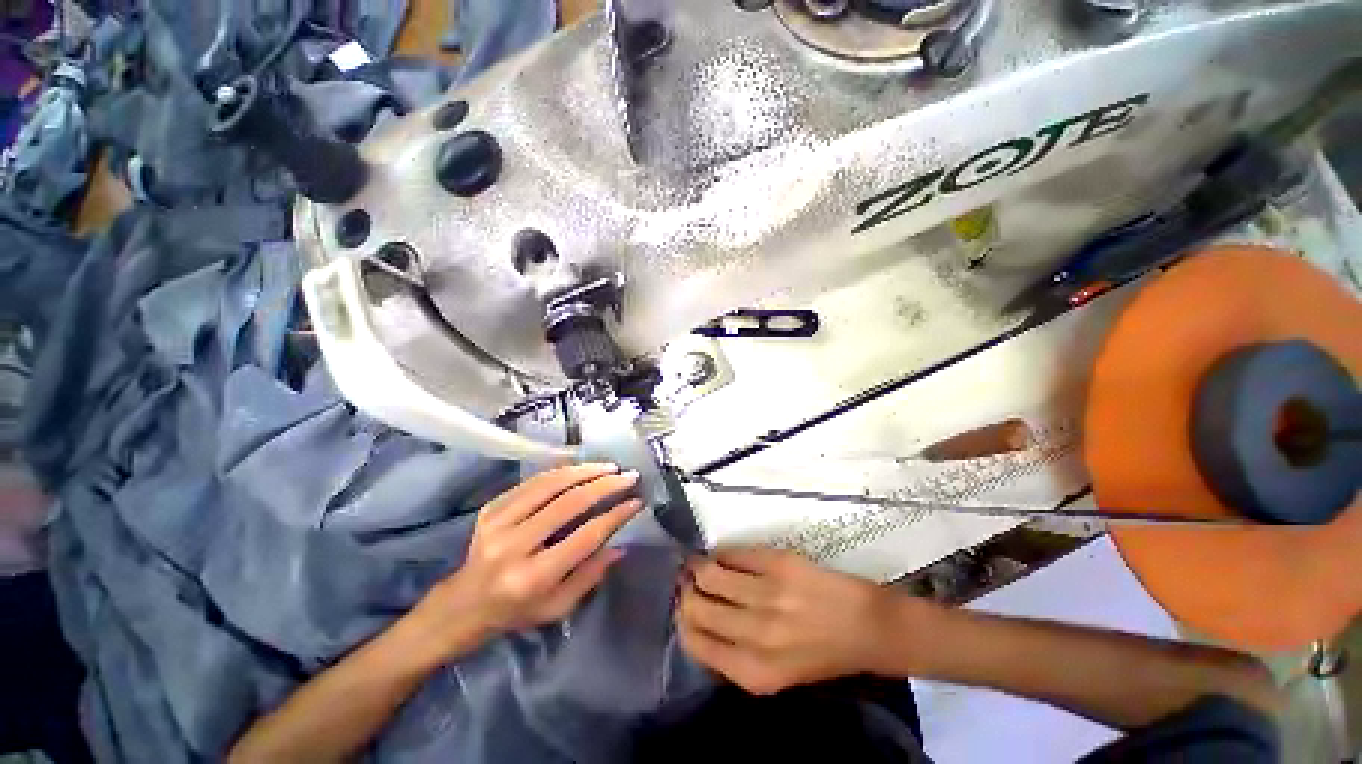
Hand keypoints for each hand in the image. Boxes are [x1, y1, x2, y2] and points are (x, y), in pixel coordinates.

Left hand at [416, 463, 642, 655]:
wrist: (463, 604)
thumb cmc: (516, 611)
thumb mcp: (558, 607)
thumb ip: (591, 576)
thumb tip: (621, 546)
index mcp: (532, 577)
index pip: (584, 538)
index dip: (615, 516)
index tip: (637, 502)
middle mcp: (513, 546)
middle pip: (569, 504)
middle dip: (605, 486)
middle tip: (629, 476)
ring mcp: (498, 522)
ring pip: (551, 484)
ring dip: (586, 471)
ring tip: (610, 466)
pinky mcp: (492, 507)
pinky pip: (534, 481)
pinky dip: (562, 471)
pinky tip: (582, 468)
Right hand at [676, 548, 901, 695]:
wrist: (865, 627)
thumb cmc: (820, 656)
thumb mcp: (774, 675)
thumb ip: (734, 657)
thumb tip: (699, 624)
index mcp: (753, 671)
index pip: (695, 642)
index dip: (683, 621)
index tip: (683, 608)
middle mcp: (756, 634)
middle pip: (698, 606)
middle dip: (686, 592)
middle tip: (687, 582)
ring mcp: (767, 594)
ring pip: (710, 574)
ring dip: (698, 567)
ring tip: (698, 564)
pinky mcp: (778, 563)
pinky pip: (734, 554)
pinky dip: (722, 554)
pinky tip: (723, 556)